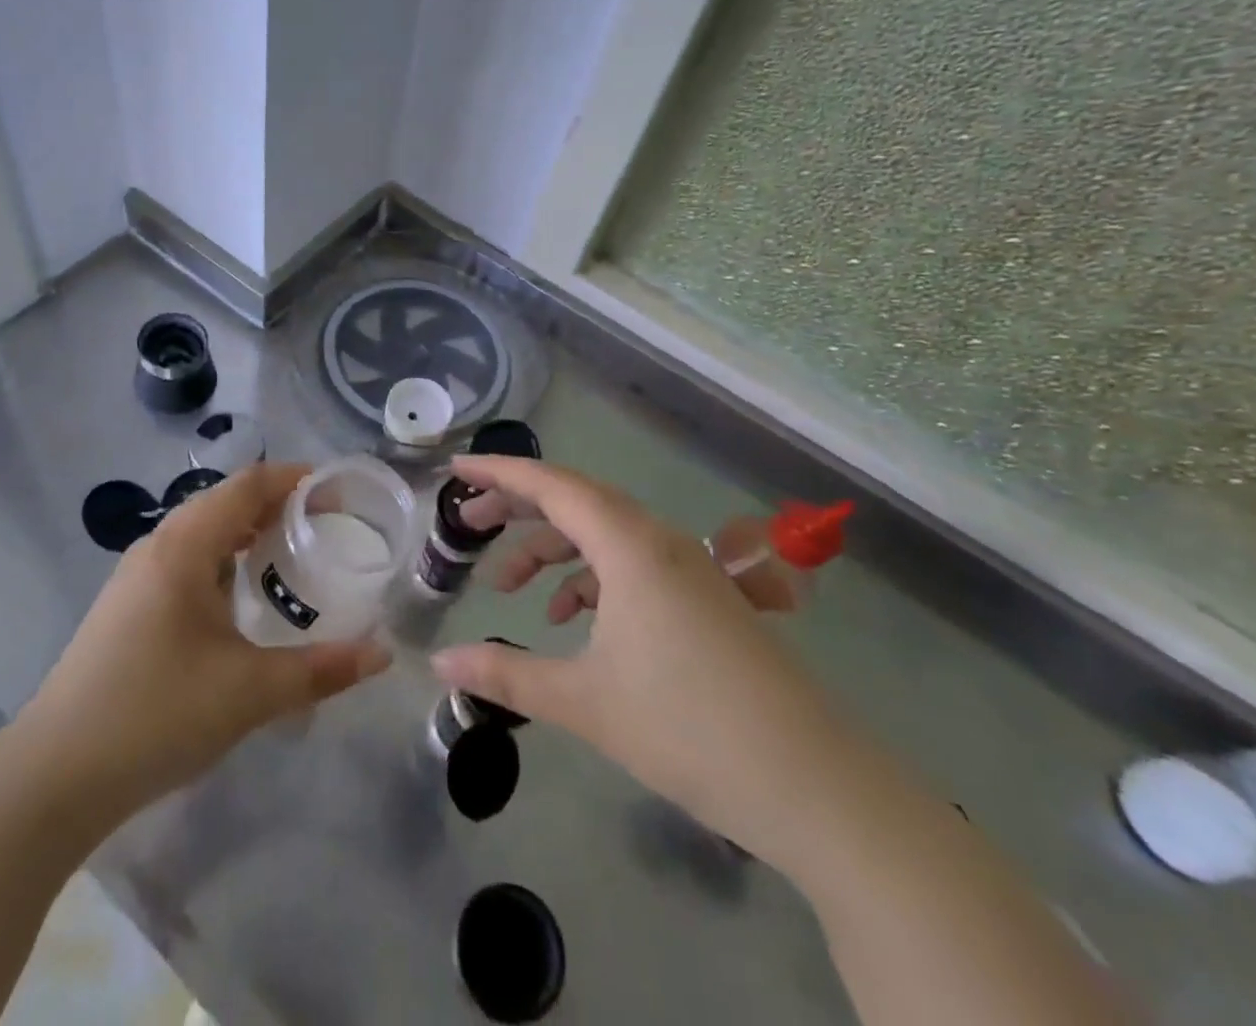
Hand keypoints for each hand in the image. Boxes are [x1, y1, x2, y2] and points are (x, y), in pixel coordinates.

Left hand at [18, 463, 389, 823]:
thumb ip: (321, 670)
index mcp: (184, 546)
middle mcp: (157, 547)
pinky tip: (240, 601)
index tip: (338, 492)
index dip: (295, 479)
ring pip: (202, 533)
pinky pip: (185, 562)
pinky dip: (222, 563)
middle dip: (276, 505)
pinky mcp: (126, 608)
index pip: (248, 485)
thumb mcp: (249, 693)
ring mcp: (135, 577)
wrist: (52, 778)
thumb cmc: (156, 715)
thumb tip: (382, 655)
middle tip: (324, 526)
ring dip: (246, 534)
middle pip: (225, 502)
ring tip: (290, 557)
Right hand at [434, 456, 862, 866]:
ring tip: (509, 588)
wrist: (817, 787)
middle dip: (517, 508)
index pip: (552, 485)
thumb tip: (438, 665)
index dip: (499, 471)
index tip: (456, 468)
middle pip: (575, 500)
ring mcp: (687, 568)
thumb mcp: (584, 702)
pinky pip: (630, 564)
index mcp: (630, 546)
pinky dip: (589, 578)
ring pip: (602, 534)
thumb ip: (505, 676)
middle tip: (468, 523)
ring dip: (552, 550)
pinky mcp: (703, 598)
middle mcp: (659, 540)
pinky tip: (569, 620)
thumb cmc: (688, 729)